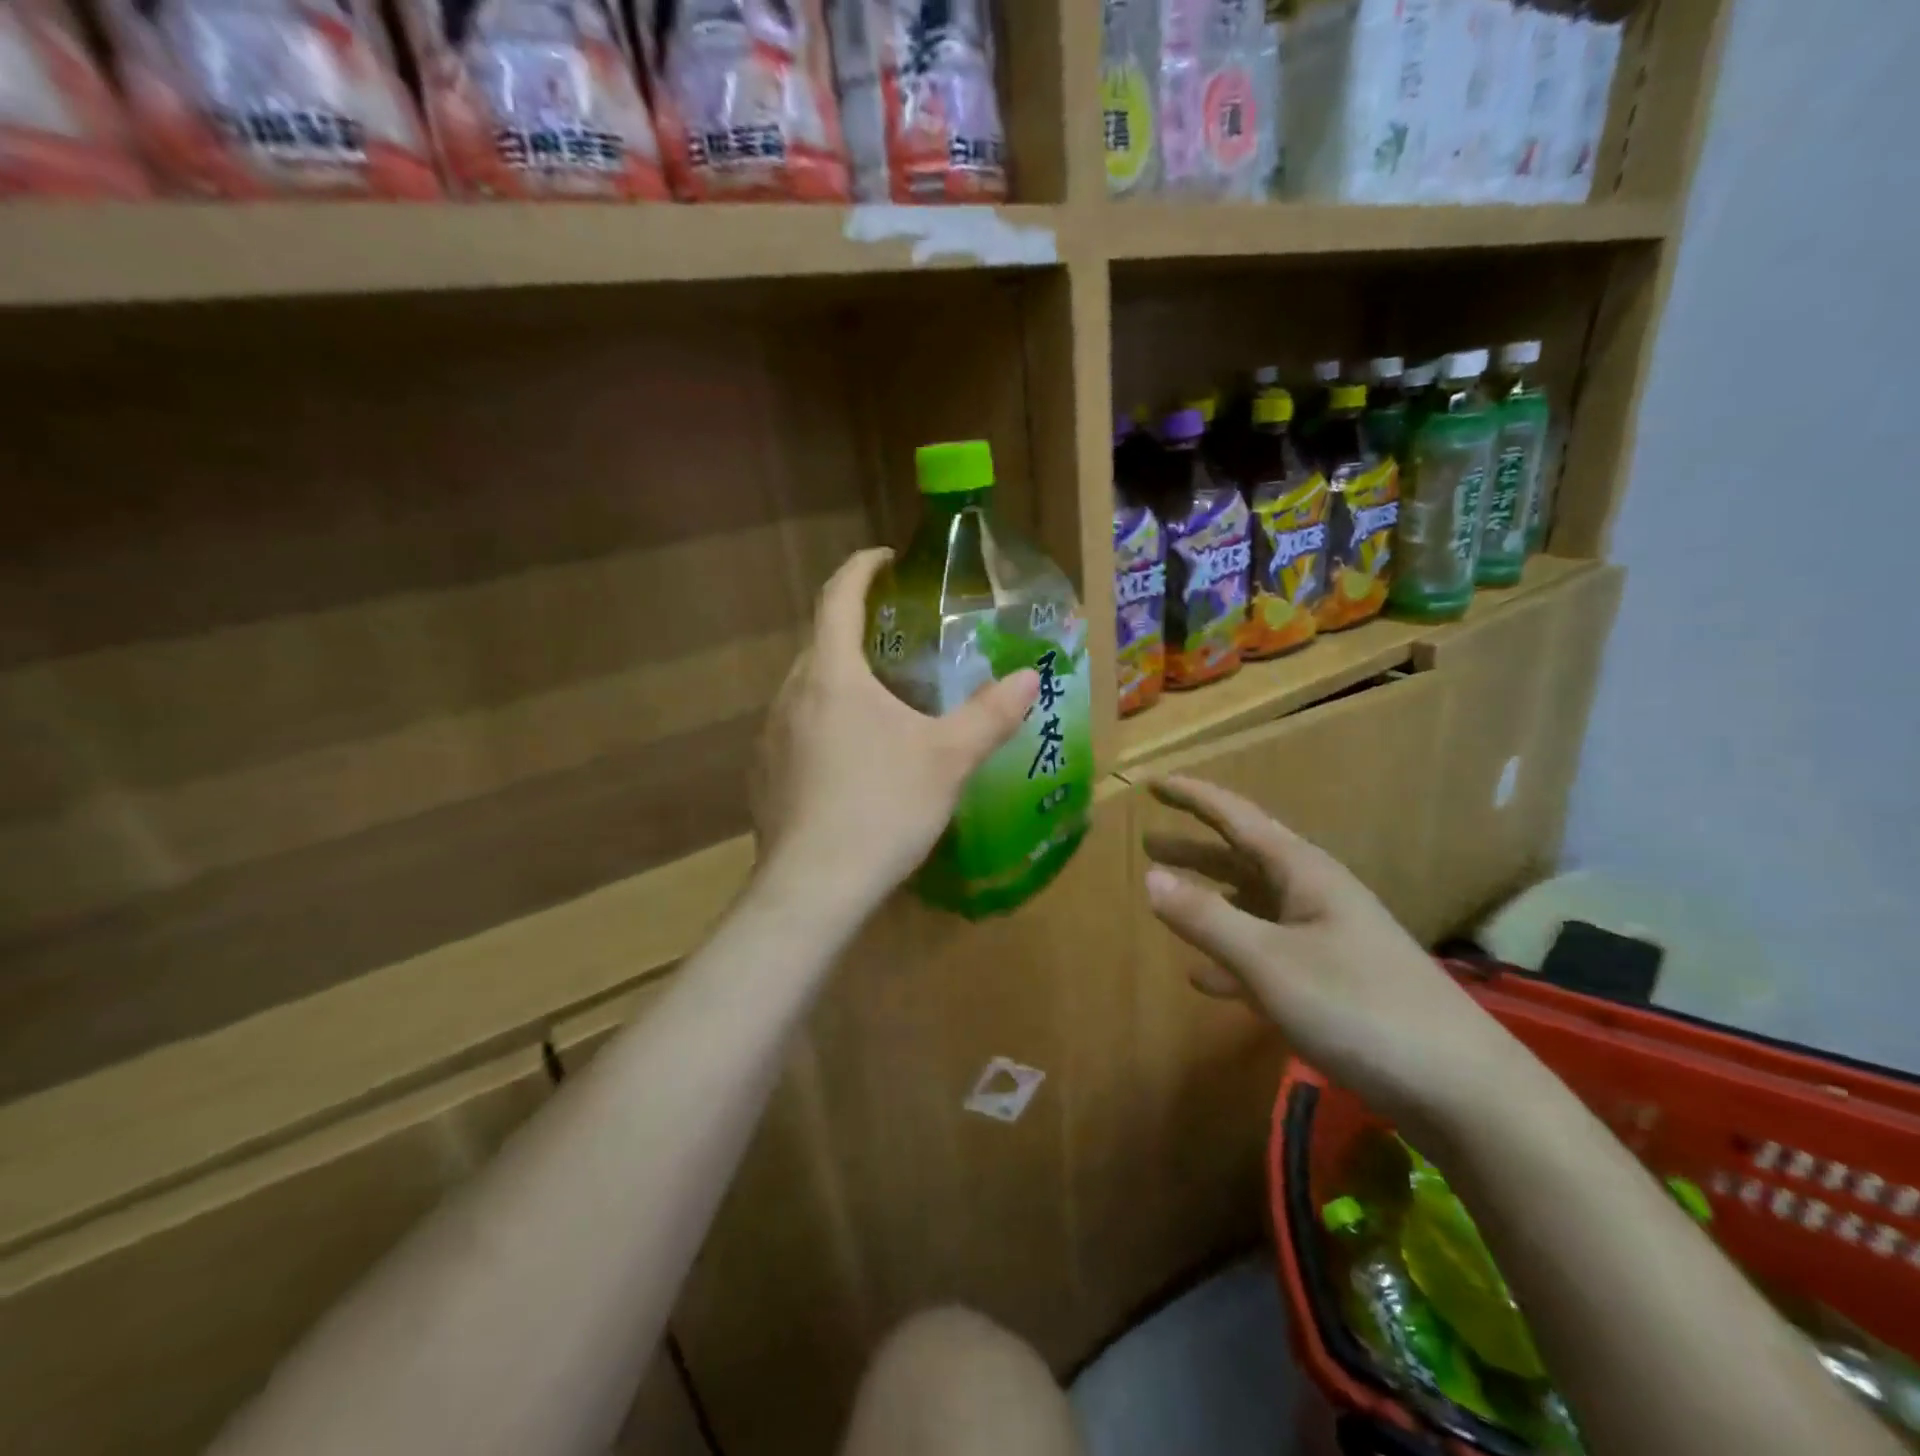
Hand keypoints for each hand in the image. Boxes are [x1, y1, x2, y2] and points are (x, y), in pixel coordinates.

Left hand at [751, 548, 1037, 918]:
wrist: (814, 887)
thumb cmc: (883, 808)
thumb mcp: (948, 758)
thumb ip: (991, 715)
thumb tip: (1030, 677)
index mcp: (832, 675)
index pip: (838, 598)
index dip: (860, 569)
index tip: (883, 558)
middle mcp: (791, 695)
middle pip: (820, 643)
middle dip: (853, 630)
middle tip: (896, 642)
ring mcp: (769, 737)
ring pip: (805, 690)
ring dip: (838, 682)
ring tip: (878, 704)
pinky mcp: (763, 776)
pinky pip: (795, 730)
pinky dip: (823, 724)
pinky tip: (849, 762)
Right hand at [1143, 776, 1526, 1132]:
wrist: (1464, 1092)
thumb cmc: (1360, 1009)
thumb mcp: (1270, 962)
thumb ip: (1207, 919)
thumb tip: (1148, 877)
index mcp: (1304, 874)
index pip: (1238, 819)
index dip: (1194, 798)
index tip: (1154, 783)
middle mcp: (1314, 896)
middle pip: (1243, 861)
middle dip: (1195, 849)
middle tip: (1147, 842)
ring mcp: (1326, 940)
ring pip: (1252, 907)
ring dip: (1208, 899)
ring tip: (1164, 897)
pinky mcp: (1332, 983)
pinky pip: (1266, 955)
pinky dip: (1230, 957)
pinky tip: (1202, 978)